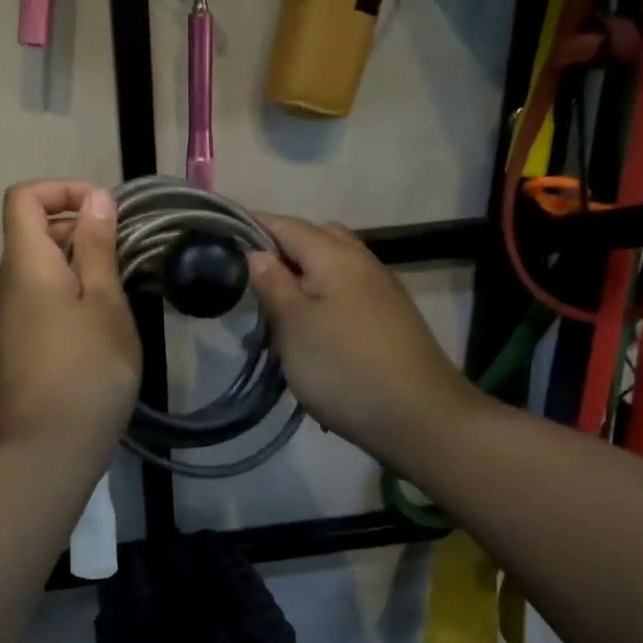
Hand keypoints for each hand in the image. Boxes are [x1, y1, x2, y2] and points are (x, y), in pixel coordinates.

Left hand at [0, 181, 141, 460]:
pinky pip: (40, 298)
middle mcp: (8, 284)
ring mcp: (9, 317)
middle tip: (124, 249)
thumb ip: (98, 246)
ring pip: (39, 267)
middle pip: (32, 231)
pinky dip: (69, 291)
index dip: (62, 189)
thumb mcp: (105, 301)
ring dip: (78, 262)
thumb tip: (94, 198)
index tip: (103, 210)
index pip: (23, 197)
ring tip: (120, 286)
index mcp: (26, 264)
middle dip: (77, 226)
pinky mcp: (18, 344)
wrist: (53, 445)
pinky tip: (101, 321)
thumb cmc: (89, 367)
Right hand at [248, 214, 483, 465]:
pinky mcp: (389, 321)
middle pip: (314, 241)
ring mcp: (381, 292)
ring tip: (275, 316)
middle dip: (280, 253)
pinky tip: (309, 336)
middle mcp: (362, 263)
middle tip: (250, 282)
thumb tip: (257, 253)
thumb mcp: (294, 325)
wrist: (420, 417)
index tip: (221, 236)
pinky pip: (346, 296)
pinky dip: (321, 304)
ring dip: (301, 282)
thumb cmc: (344, 367)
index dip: (253, 226)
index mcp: (335, 256)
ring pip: (332, 270)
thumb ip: (273, 284)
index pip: (286, 225)